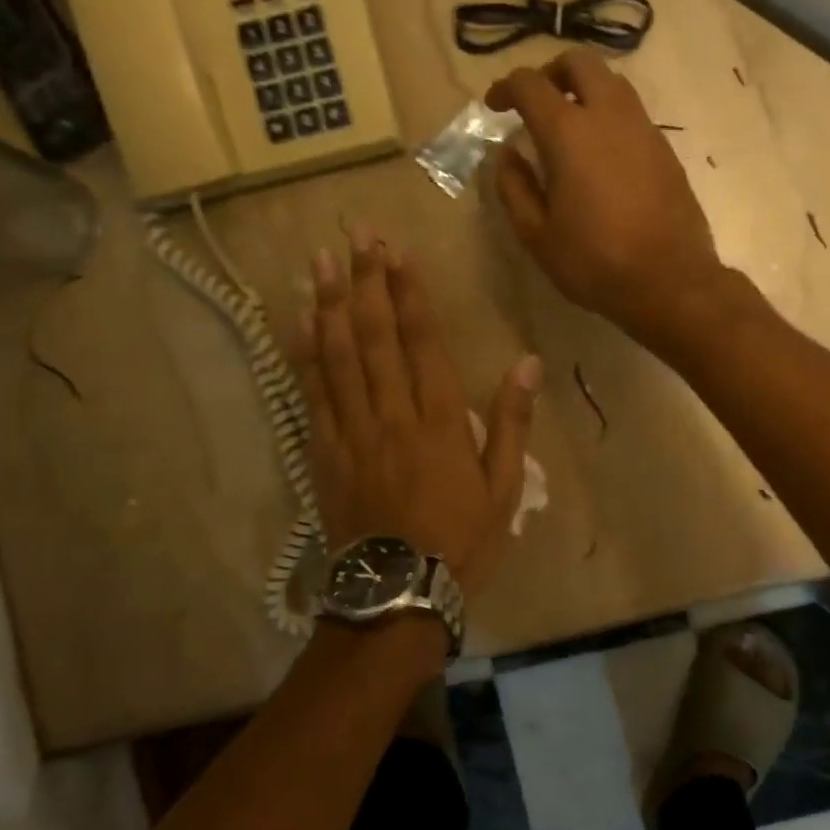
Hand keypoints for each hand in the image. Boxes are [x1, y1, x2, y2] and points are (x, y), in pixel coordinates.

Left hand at [294, 224, 541, 597]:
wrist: (399, 592)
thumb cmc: (461, 541)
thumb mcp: (503, 488)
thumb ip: (511, 422)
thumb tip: (528, 364)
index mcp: (439, 420)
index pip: (421, 342)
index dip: (408, 294)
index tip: (396, 253)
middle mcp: (391, 414)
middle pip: (374, 337)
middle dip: (365, 282)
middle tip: (356, 236)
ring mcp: (351, 432)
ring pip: (337, 357)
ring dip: (330, 305)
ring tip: (321, 262)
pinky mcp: (324, 453)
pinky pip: (312, 395)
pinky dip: (305, 356)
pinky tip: (300, 323)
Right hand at [487, 50, 728, 347]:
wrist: (669, 281)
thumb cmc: (594, 262)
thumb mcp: (537, 234)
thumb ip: (514, 187)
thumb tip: (506, 155)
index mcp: (569, 133)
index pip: (530, 85)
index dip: (506, 88)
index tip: (494, 106)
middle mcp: (609, 116)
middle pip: (580, 63)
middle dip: (551, 73)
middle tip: (536, 103)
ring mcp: (644, 129)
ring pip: (612, 83)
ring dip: (584, 90)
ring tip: (569, 126)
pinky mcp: (665, 149)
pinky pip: (632, 113)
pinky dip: (609, 116)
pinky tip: (601, 154)